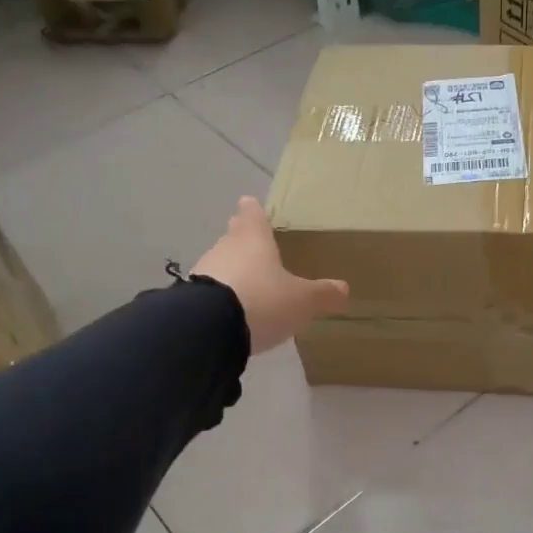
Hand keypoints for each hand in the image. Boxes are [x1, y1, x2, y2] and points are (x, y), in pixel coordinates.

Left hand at [192, 197, 348, 354]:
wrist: (208, 328)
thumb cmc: (262, 301)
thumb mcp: (303, 301)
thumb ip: (323, 294)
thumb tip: (343, 289)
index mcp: (254, 239)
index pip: (253, 216)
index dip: (254, 211)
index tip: (250, 204)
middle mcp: (226, 248)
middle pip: (234, 237)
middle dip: (242, 238)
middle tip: (251, 240)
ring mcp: (203, 272)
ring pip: (220, 263)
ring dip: (231, 269)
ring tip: (246, 282)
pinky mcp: (189, 298)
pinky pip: (209, 290)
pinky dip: (220, 295)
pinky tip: (229, 309)